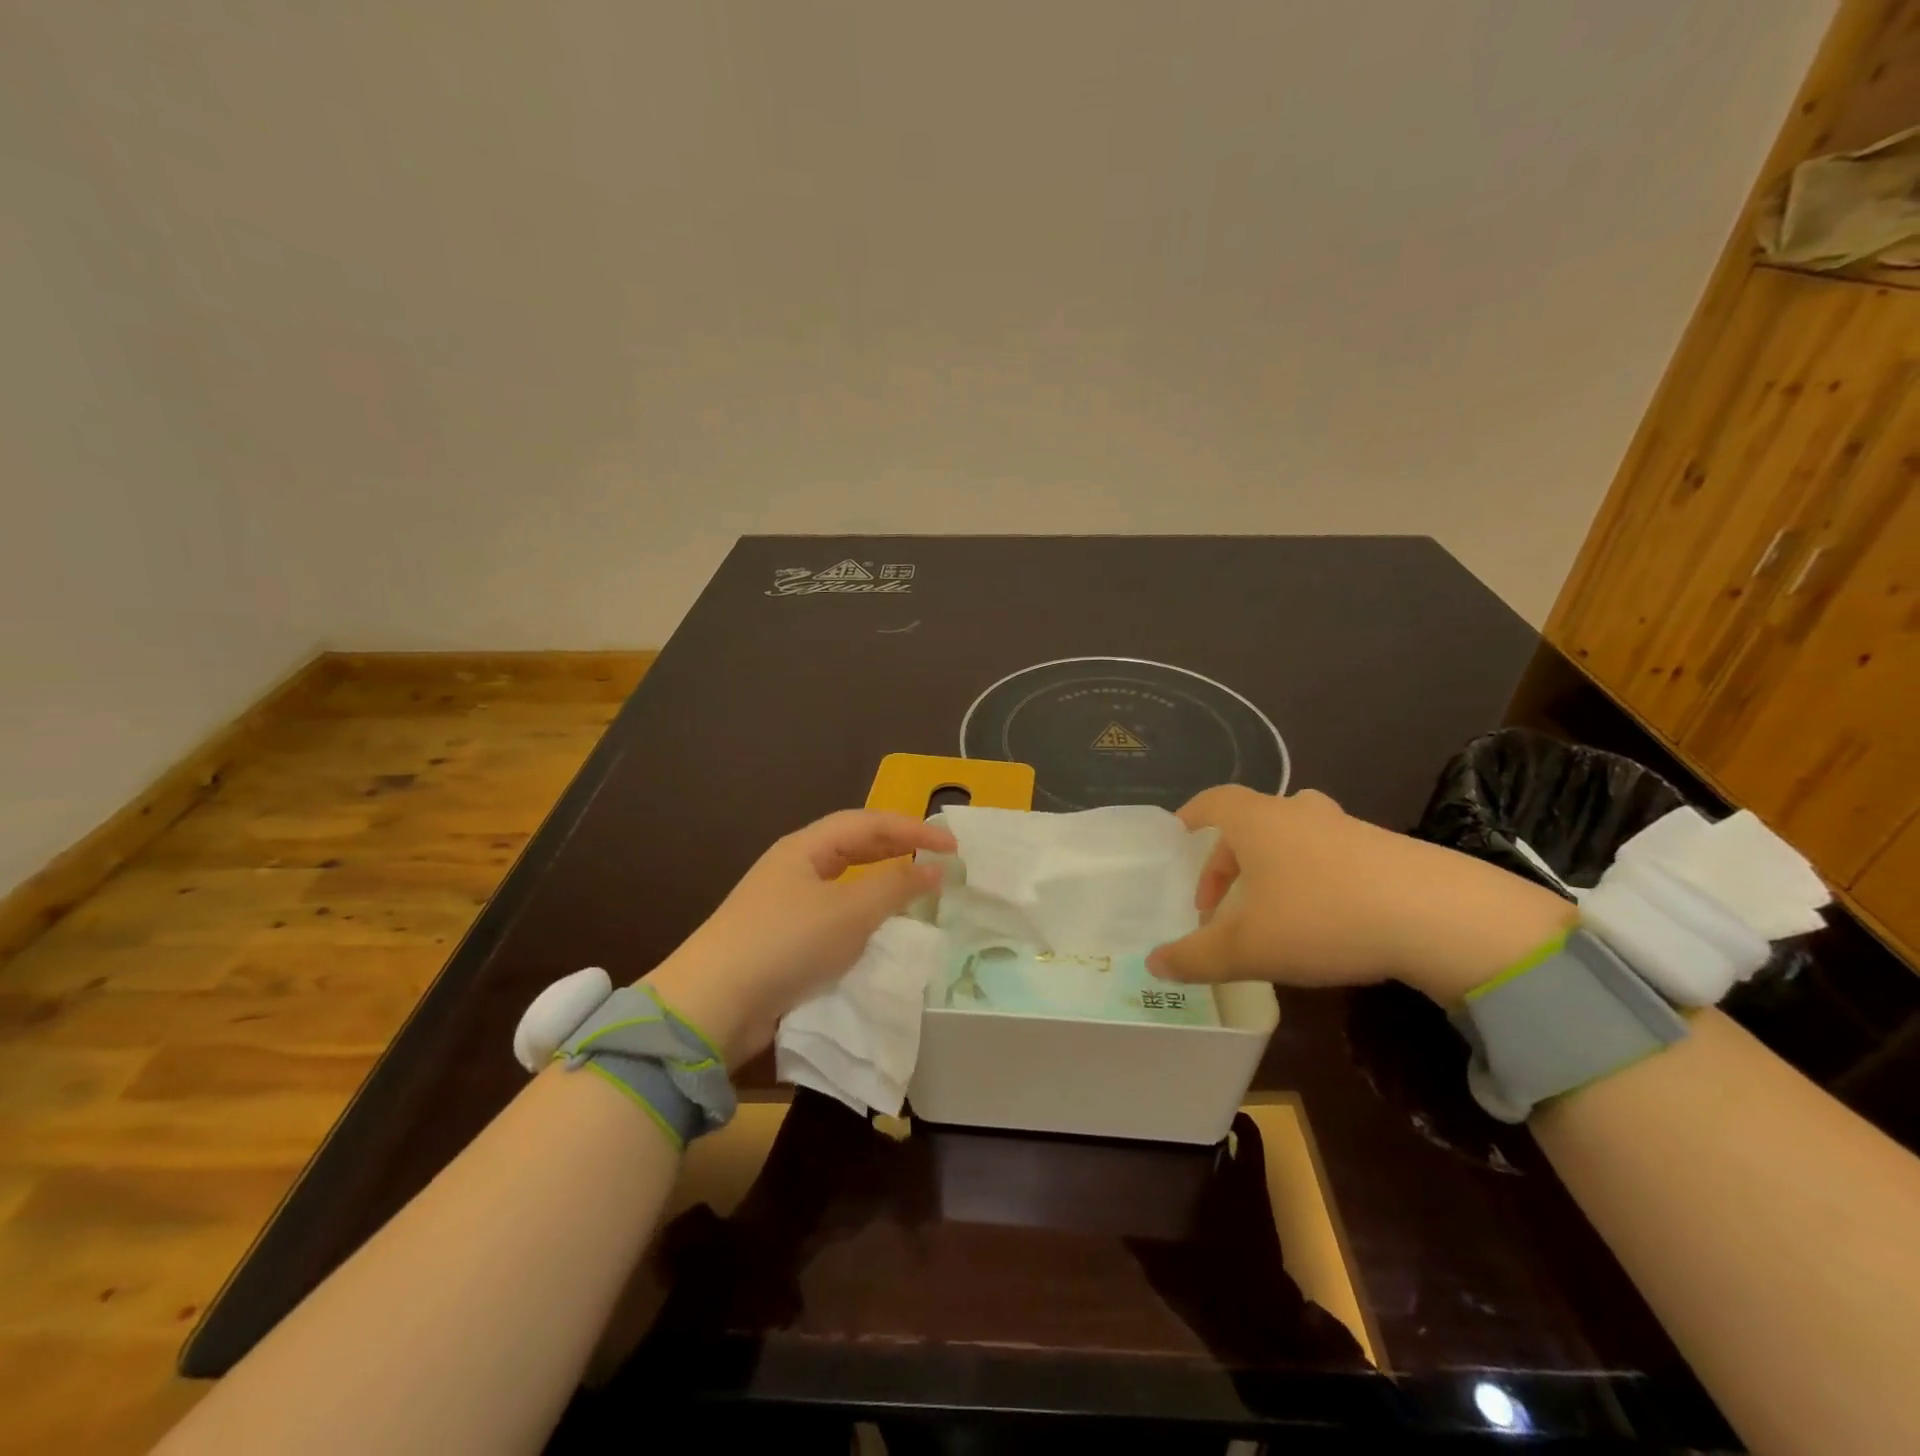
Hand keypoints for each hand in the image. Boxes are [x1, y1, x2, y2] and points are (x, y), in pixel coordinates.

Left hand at [641, 810, 954, 1065]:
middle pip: (854, 846)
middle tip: (938, 861)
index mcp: (805, 848)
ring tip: (915, 893)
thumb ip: (895, 886)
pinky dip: (863, 917)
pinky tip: (878, 933)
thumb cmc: (786, 943)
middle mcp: (794, 868)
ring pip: (845, 883)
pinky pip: (834, 917)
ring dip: (881, 884)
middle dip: (897, 849)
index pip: (868, 823)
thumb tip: (934, 867)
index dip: (913, 828)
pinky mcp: (783, 941)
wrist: (713, 1005)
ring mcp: (785, 905)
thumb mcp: (849, 911)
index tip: (954, 847)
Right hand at [1146, 786, 1573, 1004]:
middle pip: (1250, 823)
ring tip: (1269, 913)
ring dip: (1271, 870)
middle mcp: (1298, 813)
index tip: (1177, 838)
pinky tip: (1323, 922)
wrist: (1440, 916)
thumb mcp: (1248, 948)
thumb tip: (1154, 963)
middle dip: (1227, 861)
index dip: (1190, 817)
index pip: (1212, 802)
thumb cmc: (1321, 917)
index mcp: (1257, 821)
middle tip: (1220, 904)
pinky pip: (1330, 857)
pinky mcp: (1385, 850)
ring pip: (1293, 839)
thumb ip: (1196, 956)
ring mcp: (1346, 828)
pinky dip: (1312, 880)